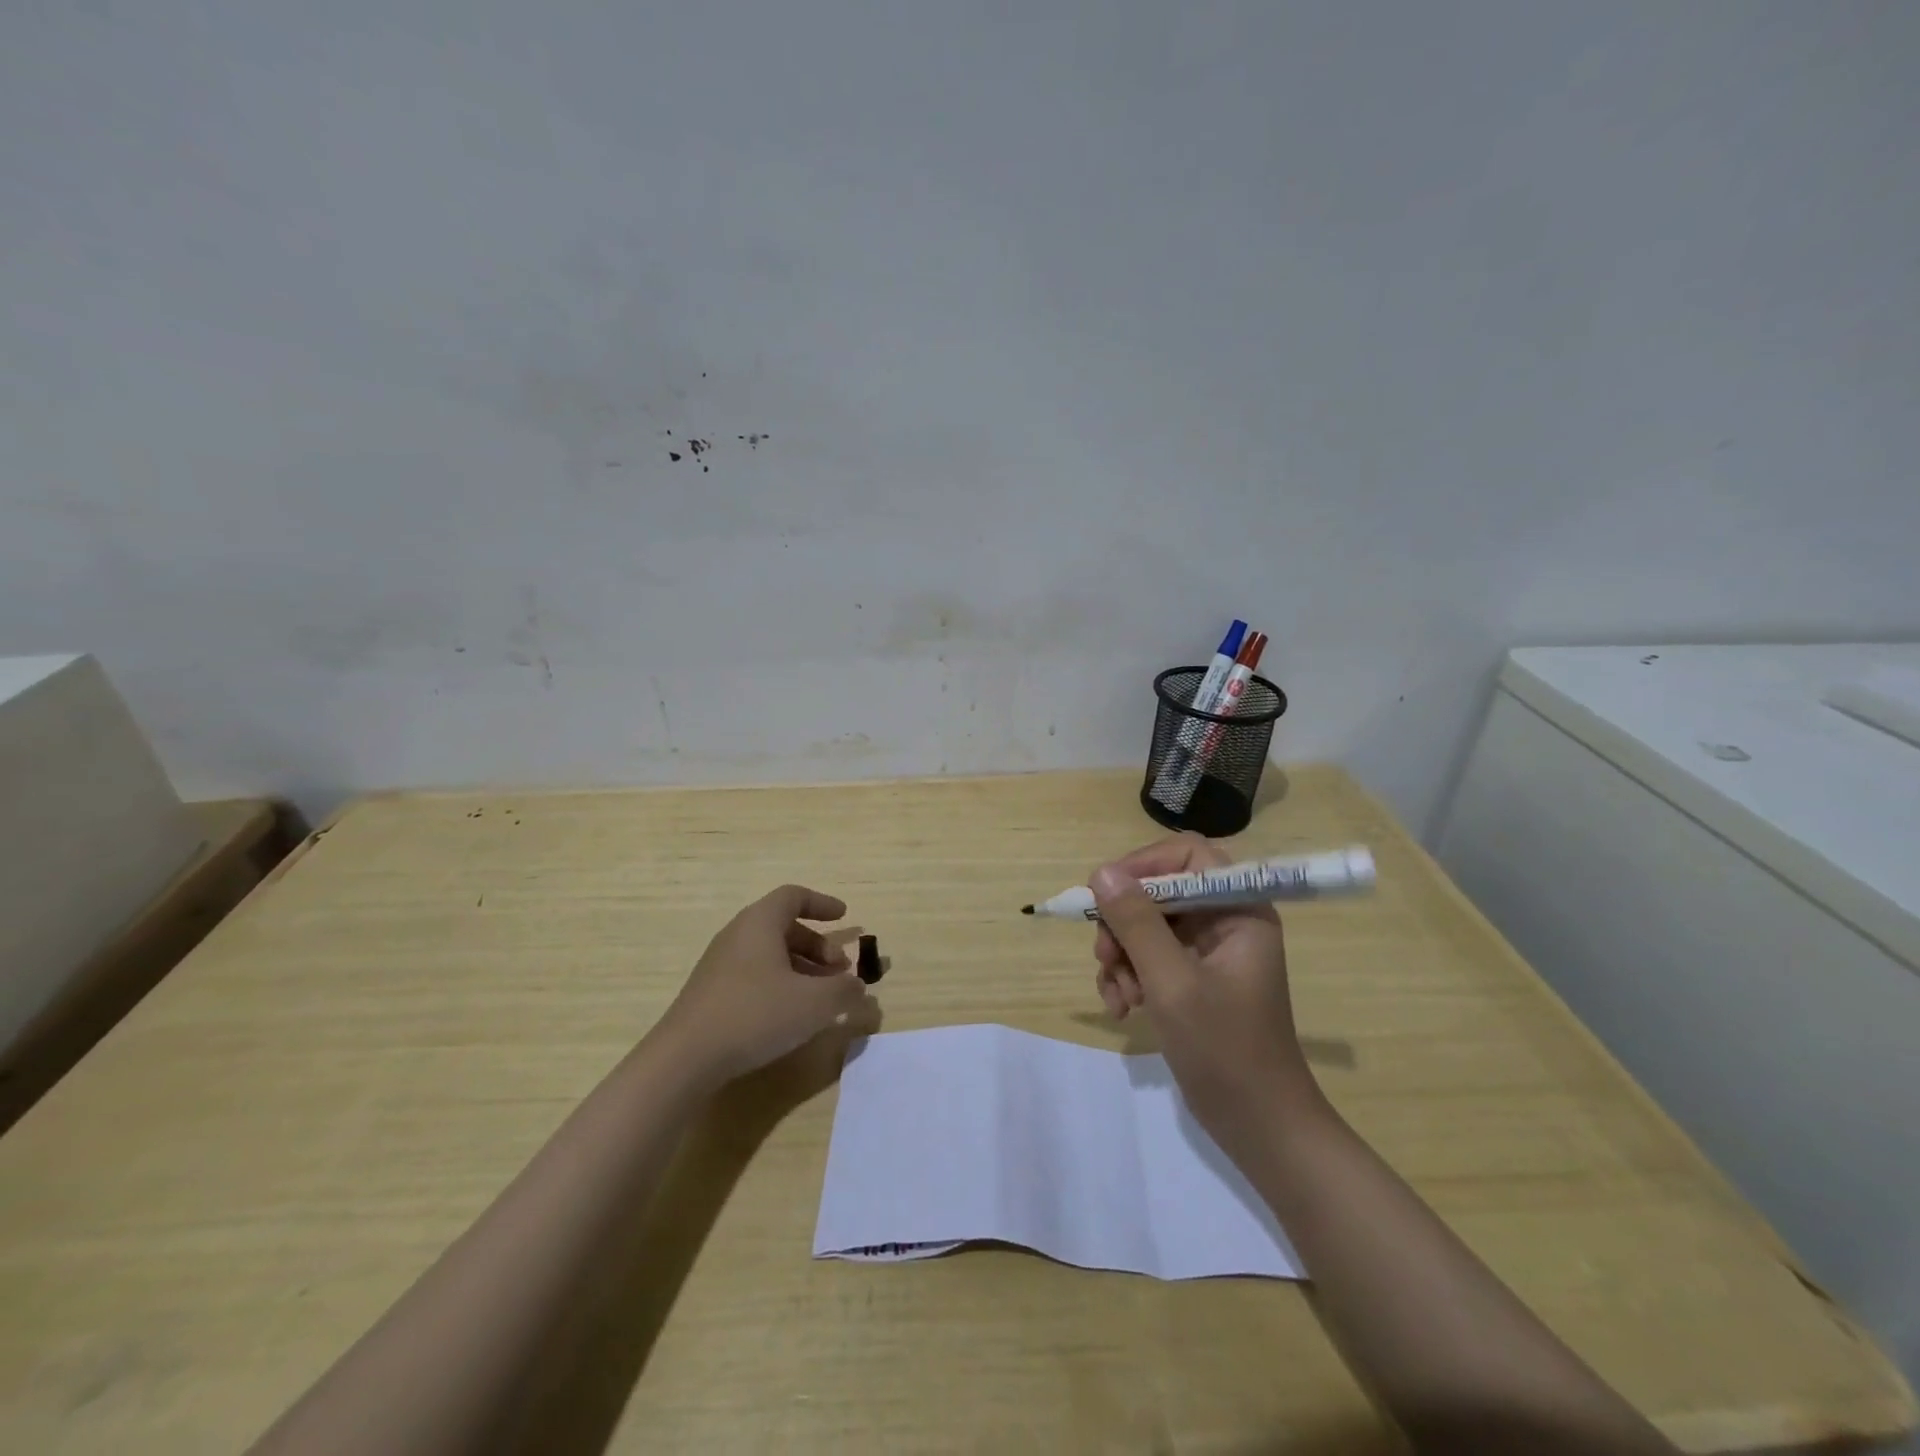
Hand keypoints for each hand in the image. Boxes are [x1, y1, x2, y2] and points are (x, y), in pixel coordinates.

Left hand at [657, 884, 876, 1085]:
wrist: (684, 1059)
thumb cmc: (755, 1014)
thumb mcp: (814, 1003)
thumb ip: (844, 990)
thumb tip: (858, 985)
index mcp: (759, 923)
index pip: (793, 896)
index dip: (822, 903)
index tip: (844, 917)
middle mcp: (738, 935)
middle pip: (784, 927)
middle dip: (818, 946)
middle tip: (840, 971)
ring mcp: (721, 965)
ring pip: (770, 954)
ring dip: (802, 968)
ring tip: (822, 998)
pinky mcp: (712, 994)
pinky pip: (755, 975)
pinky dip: (781, 984)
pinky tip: (792, 1016)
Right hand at [1091, 834, 1320, 1139]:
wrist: (1259, 1128)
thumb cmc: (1226, 1050)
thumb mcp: (1173, 983)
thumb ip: (1137, 923)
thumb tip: (1101, 872)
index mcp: (1238, 909)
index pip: (1187, 855)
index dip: (1144, 865)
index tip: (1107, 893)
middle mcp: (1224, 921)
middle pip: (1158, 891)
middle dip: (1124, 924)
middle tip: (1105, 957)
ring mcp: (1207, 952)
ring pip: (1146, 926)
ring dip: (1122, 957)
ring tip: (1120, 997)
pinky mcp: (1191, 979)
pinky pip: (1147, 958)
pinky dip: (1128, 977)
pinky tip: (1122, 1009)